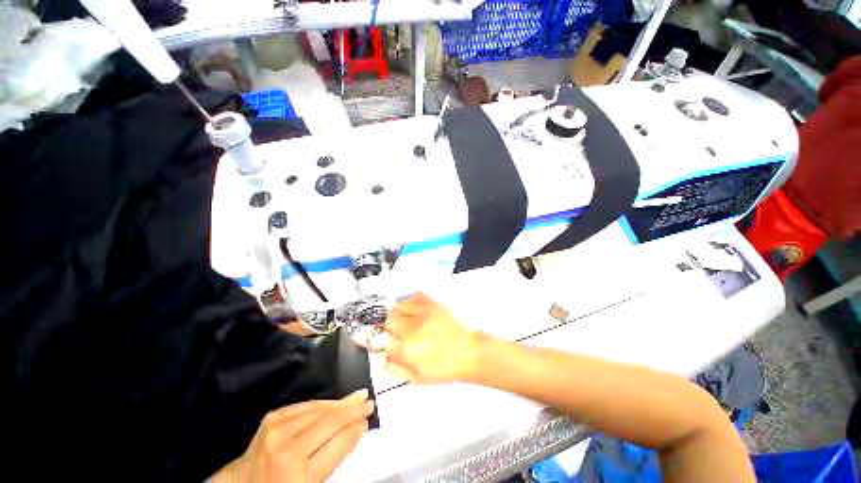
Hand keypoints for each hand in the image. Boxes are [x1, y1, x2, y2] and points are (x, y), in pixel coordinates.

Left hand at [212, 390, 373, 481]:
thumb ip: (334, 457)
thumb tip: (357, 429)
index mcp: (298, 475)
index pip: (337, 445)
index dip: (354, 430)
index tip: (367, 420)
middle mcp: (286, 449)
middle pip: (328, 423)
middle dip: (352, 411)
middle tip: (369, 401)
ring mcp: (276, 430)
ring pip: (318, 409)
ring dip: (340, 403)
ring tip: (357, 396)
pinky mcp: (272, 418)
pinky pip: (304, 405)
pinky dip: (322, 403)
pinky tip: (333, 401)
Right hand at [384, 292, 480, 382]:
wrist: (468, 353)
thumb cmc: (446, 367)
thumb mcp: (418, 378)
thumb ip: (396, 368)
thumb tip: (384, 359)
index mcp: (408, 349)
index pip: (383, 341)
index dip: (381, 342)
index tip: (384, 342)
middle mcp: (414, 329)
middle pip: (389, 319)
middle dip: (389, 326)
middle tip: (395, 330)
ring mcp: (424, 314)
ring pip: (400, 304)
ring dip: (398, 311)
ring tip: (404, 317)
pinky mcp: (434, 305)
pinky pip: (416, 295)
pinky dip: (411, 299)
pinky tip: (413, 308)